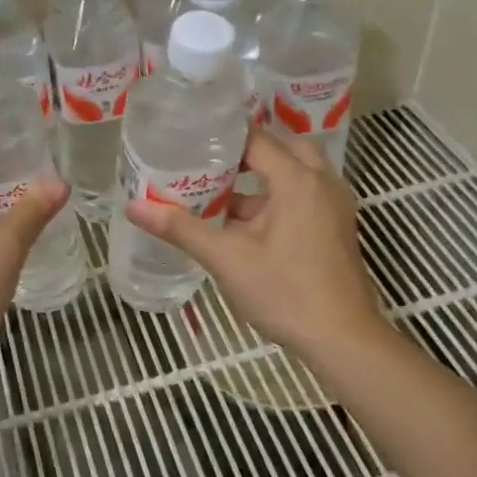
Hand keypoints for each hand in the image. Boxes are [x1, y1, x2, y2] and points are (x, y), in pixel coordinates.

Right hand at [124, 127, 386, 358]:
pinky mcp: (335, 227)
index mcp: (297, 180)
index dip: (222, 137)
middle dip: (244, 154)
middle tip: (207, 162)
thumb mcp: (227, 259)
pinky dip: (275, 197)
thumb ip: (181, 228)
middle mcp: (321, 182)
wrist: (343, 340)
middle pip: (280, 149)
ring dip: (260, 177)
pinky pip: (303, 194)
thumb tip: (134, 206)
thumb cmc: (286, 293)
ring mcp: (333, 206)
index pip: (256, 139)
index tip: (189, 139)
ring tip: (218, 189)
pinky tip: (243, 223)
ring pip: (294, 173)